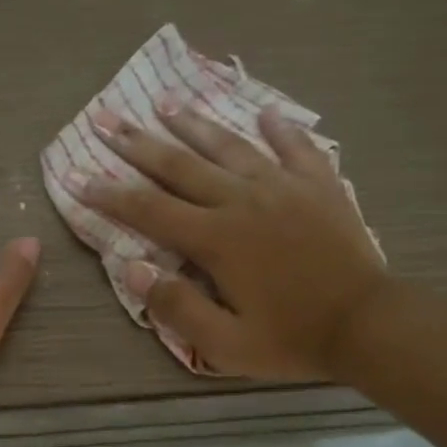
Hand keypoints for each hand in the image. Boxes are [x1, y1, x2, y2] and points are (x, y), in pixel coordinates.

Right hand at [72, 101, 388, 380]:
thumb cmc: (292, 338)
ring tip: (167, 102)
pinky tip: (264, 112)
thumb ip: (177, 307)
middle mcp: (243, 199)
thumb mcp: (226, 344)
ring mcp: (284, 185)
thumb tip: (133, 268)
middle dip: (138, 144)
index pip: (149, 210)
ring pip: (230, 145)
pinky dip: (278, 128)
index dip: (109, 194)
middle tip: (107, 119)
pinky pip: (295, 146)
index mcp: (216, 238)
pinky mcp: (319, 183)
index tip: (79, 177)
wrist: (368, 323)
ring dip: (194, 123)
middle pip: (181, 165)